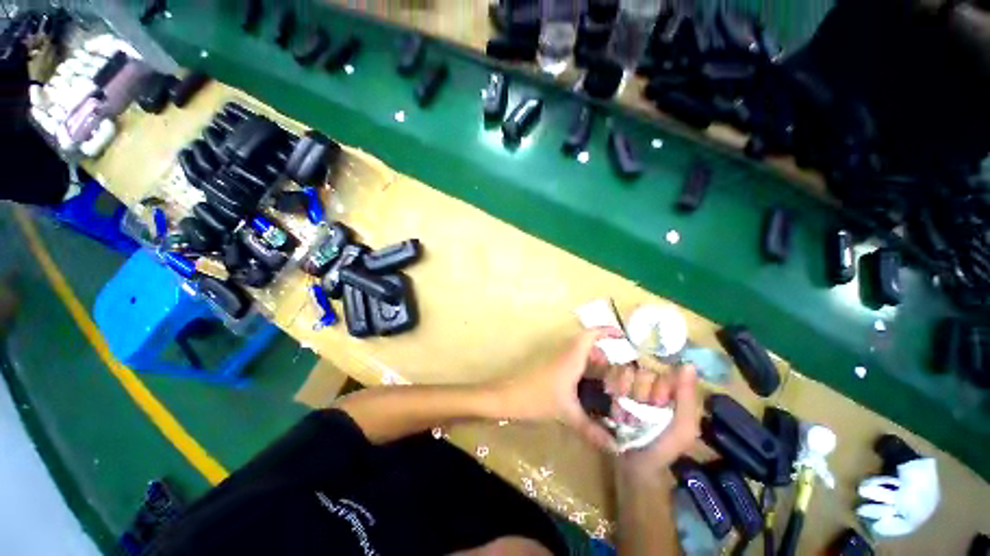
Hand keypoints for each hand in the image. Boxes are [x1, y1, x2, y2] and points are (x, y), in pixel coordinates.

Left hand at [492, 327, 623, 451]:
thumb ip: (591, 430)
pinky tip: (585, 388)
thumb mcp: (567, 414)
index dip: (606, 331)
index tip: (622, 335)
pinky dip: (581, 369)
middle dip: (603, 355)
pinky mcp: (549, 366)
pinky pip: (570, 361)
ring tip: (605, 383)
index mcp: (571, 357)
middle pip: (587, 345)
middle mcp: (564, 353)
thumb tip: (615, 447)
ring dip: (592, 363)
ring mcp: (555, 359)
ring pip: (578, 353)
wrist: (507, 396)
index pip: (590, 335)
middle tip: (617, 373)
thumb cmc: (537, 398)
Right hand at [606, 364, 699, 480]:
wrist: (633, 468)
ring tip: (624, 409)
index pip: (660, 371)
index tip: (655, 402)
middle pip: (640, 372)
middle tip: (640, 411)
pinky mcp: (615, 393)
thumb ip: (686, 398)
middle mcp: (652, 388)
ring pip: (624, 373)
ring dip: (622, 390)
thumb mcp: (682, 428)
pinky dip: (611, 388)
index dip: (655, 385)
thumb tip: (688, 365)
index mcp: (672, 394)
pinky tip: (613, 402)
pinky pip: (611, 378)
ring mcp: (632, 389)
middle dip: (638, 391)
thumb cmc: (662, 450)